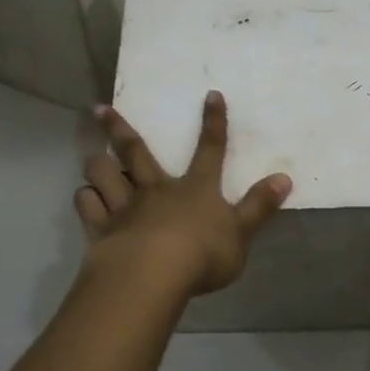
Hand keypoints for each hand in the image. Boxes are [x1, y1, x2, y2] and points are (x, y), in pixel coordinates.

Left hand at [76, 91, 291, 294]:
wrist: (153, 275)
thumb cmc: (202, 255)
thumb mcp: (241, 233)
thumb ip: (259, 206)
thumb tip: (284, 178)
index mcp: (195, 188)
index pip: (210, 150)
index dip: (213, 122)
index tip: (211, 95)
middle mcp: (156, 189)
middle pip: (135, 151)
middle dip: (119, 128)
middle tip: (99, 109)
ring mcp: (125, 207)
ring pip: (103, 174)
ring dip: (97, 165)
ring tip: (93, 160)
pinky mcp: (101, 229)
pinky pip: (87, 206)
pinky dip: (86, 200)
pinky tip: (86, 199)